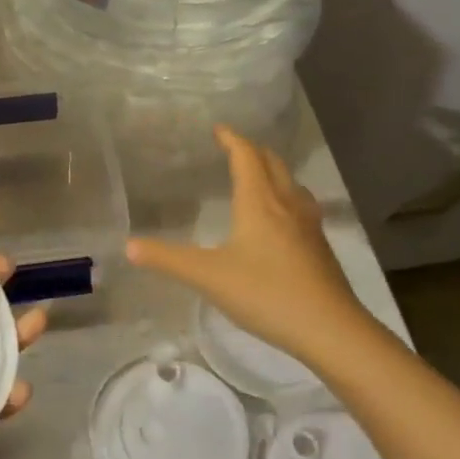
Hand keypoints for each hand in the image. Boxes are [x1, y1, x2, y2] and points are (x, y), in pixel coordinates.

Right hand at [127, 125, 371, 361]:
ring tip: (257, 178)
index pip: (245, 156)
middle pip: (272, 162)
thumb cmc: (266, 293)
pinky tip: (281, 220)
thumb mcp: (209, 276)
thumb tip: (129, 246)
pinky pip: (301, 205)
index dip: (231, 138)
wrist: (331, 329)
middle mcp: (286, 203)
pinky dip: (286, 197)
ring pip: (291, 183)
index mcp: (259, 201)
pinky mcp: (320, 246)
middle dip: (252, 150)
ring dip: (273, 172)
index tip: (218, 129)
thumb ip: (168, 259)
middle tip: (233, 149)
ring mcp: (308, 224)